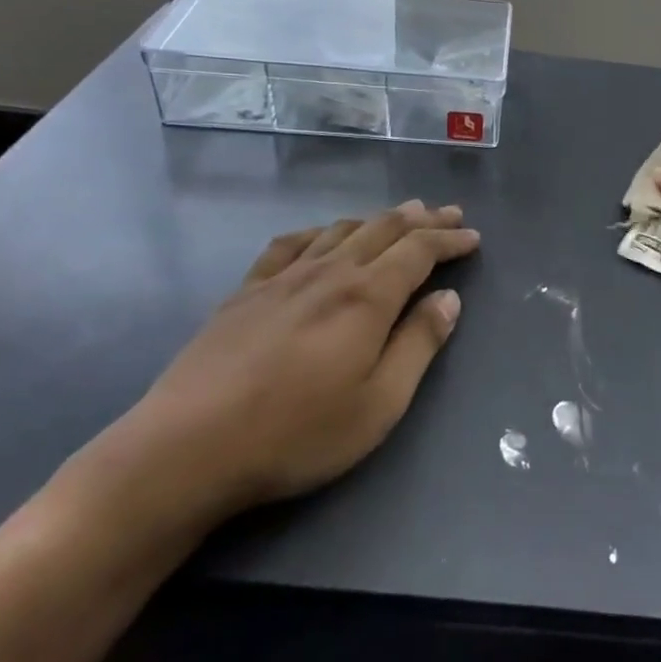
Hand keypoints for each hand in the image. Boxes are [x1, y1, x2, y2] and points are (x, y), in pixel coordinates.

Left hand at [98, 202, 479, 523]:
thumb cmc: (297, 433)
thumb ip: (419, 345)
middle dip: (422, 219)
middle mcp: (328, 273)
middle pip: (384, 230)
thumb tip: (449, 298)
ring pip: (340, 230)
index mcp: (366, 297)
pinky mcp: (246, 292)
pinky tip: (322, 236)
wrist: (187, 448)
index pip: (419, 251)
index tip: (472, 237)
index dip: (449, 240)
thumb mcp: (379, 403)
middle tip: (448, 213)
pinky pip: (290, 245)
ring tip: (400, 215)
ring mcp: (282, 278)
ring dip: (377, 219)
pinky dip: (318, 232)